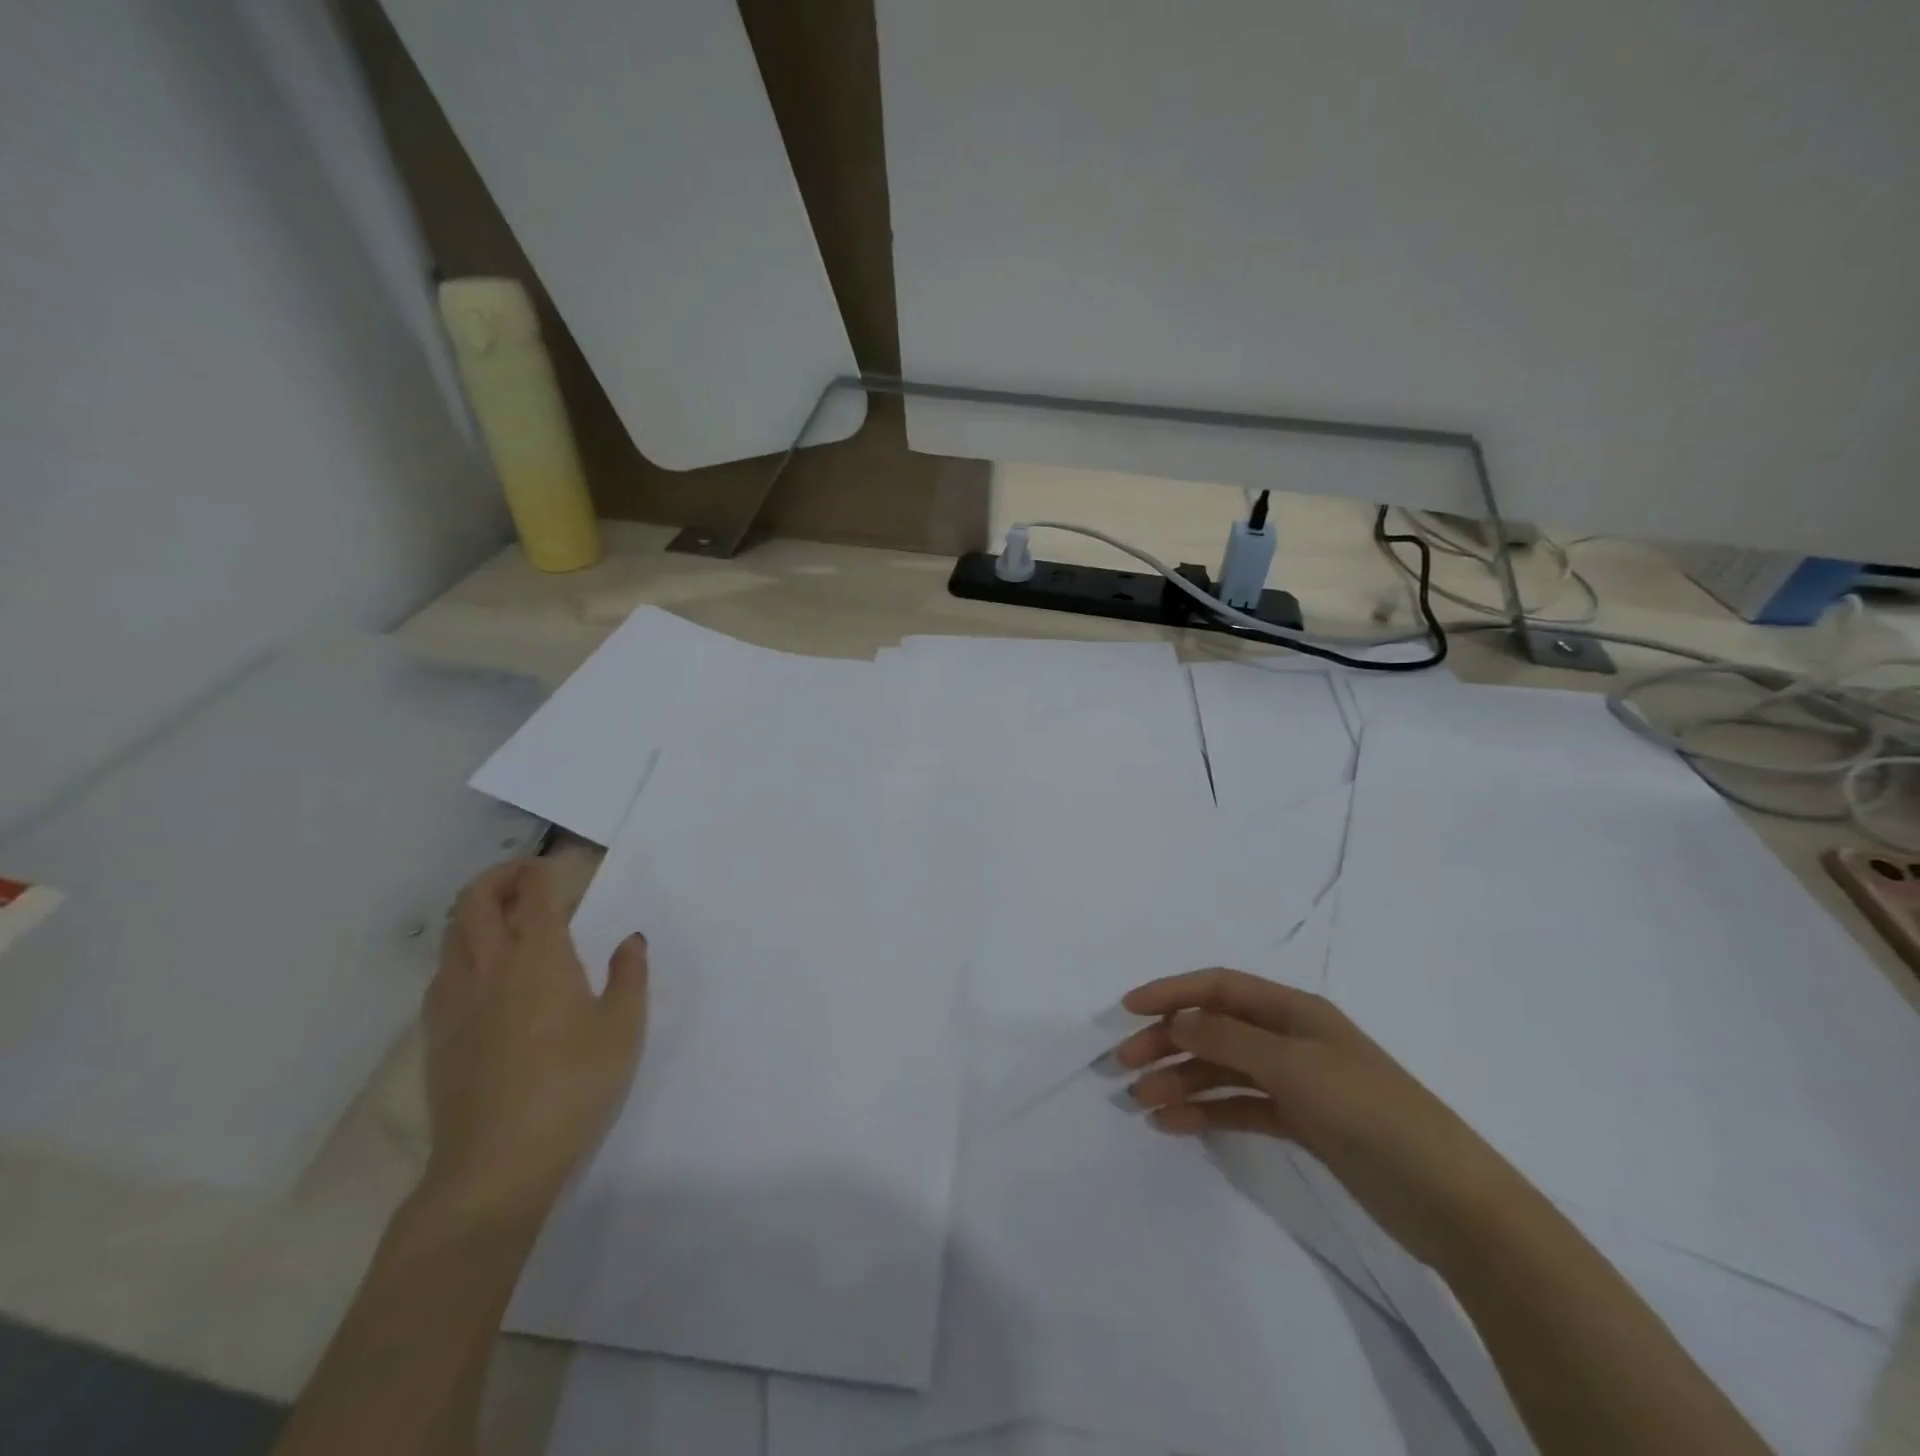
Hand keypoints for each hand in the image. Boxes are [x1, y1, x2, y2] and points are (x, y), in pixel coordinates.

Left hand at [419, 858, 648, 1223]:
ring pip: (451, 935)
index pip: (533, 893)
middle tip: (528, 877)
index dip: (545, 870)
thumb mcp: (623, 1029)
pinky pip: (442, 972)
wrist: (496, 1163)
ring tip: (507, 919)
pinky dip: (461, 951)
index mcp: (538, 958)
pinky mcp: (437, 1034)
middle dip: (499, 876)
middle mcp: (489, 967)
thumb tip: (629, 939)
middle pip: (474, 901)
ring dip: (475, 911)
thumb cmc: (574, 1086)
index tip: (562, 867)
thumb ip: (628, 975)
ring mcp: (454, 1001)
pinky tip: (485, 974)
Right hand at [1116, 969, 1534, 1268]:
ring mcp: (1295, 1082)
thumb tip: (1176, 1020)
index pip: (1219, 988)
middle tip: (1124, 1065)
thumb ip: (1229, 1040)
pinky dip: (1206, 1112)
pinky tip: (1173, 1124)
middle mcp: (1290, 1038)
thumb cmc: (1370, 1112)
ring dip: (1180, 1082)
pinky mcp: (1301, 1123)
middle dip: (1167, 1041)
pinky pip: (1240, 1107)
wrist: (1450, 1201)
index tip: (1127, 1009)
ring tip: (1141, 1103)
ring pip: (1222, 1071)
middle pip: (1214, 1028)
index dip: (1172, 992)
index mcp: (1294, 1010)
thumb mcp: (1294, 1067)